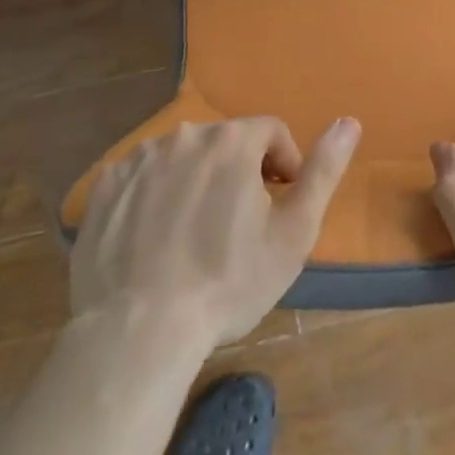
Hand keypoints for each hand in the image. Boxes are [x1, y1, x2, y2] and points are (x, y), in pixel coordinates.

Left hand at [69, 117, 360, 347]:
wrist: (137, 332)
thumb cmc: (227, 283)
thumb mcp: (294, 232)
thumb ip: (324, 171)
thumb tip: (349, 122)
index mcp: (232, 140)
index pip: (271, 131)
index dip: (283, 164)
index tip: (279, 204)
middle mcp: (184, 134)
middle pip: (225, 143)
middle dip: (239, 172)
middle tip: (237, 225)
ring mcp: (139, 158)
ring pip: (182, 157)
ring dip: (196, 181)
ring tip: (194, 235)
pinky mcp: (105, 186)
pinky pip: (142, 177)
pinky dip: (155, 196)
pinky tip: (155, 239)